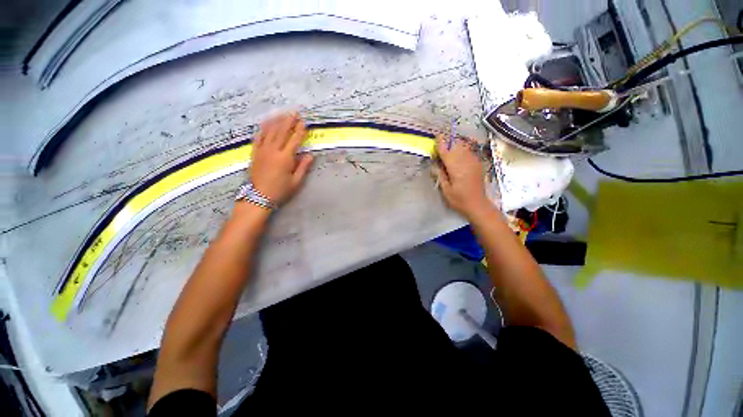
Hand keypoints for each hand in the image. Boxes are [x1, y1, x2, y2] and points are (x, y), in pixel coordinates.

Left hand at [250, 113, 312, 204]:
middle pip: (281, 132)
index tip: (303, 122)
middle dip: (288, 121)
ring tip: (282, 113)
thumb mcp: (296, 182)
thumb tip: (310, 155)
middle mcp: (273, 151)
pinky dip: (263, 129)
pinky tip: (266, 123)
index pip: (294, 140)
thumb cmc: (280, 190)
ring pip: (269, 132)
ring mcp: (262, 150)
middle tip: (294, 112)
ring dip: (276, 121)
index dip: (299, 131)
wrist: (258, 197)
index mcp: (285, 158)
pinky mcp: (255, 153)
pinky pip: (258, 137)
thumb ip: (303, 167)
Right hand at [434, 135, 490, 219]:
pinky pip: (469, 152)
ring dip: (455, 144)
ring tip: (449, 145)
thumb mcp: (446, 190)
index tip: (437, 136)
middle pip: (456, 147)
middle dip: (448, 142)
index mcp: (456, 169)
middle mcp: (465, 163)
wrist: (477, 204)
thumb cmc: (459, 200)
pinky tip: (458, 152)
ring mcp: (473, 163)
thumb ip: (441, 175)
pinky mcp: (477, 164)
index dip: (441, 144)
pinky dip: (462, 149)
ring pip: (463, 148)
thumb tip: (436, 164)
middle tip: (441, 140)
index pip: (447, 153)